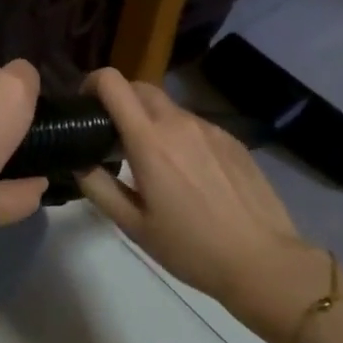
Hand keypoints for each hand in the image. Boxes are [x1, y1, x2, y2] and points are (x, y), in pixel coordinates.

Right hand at [75, 68, 342, 342]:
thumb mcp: (134, 226)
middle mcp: (180, 122)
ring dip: (152, 122)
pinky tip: (190, 175)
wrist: (262, 259)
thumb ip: (100, 188)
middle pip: (141, 88)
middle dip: (120, 100)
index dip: (93, 84)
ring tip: (154, 163)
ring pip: (170, 109)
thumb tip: (81, 162)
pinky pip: (196, 126)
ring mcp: (210, 128)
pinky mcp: (232, 139)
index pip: (114, 83)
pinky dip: (181, 137)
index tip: (86, 107)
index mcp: (150, 141)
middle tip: (113, 136)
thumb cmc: (191, 248)